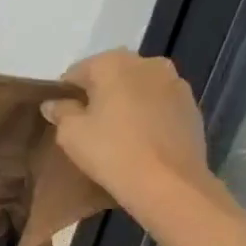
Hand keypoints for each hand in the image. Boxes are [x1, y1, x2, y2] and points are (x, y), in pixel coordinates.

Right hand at [44, 51, 209, 203]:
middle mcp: (148, 63)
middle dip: (98, 94)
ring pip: (138, 87)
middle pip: (112, 74)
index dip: (65, 92)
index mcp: (114, 63)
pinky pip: (158, 104)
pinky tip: (139, 139)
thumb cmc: (111, 151)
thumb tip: (54, 103)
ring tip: (115, 132)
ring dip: (124, 102)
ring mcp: (175, 83)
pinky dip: (146, 114)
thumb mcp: (70, 134)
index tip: (61, 115)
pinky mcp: (191, 105)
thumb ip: (61, 112)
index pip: (78, 71)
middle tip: (86, 124)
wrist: (167, 182)